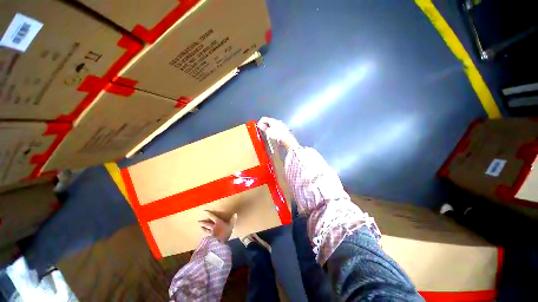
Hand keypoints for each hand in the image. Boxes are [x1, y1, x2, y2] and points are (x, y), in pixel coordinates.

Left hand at [199, 211, 237, 242]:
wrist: (220, 243)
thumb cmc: (226, 233)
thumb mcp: (231, 225)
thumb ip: (233, 220)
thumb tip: (235, 213)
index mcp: (218, 222)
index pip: (212, 217)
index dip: (209, 214)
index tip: (204, 211)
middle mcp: (213, 227)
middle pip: (207, 224)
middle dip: (203, 222)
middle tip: (199, 221)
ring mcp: (211, 233)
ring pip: (206, 230)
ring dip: (203, 228)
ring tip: (200, 227)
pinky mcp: (210, 239)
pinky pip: (207, 236)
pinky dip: (205, 236)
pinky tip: (204, 237)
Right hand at [257, 117, 298, 149]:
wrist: (287, 140)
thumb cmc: (277, 135)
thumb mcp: (268, 132)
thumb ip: (263, 127)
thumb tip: (259, 124)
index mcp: (273, 120)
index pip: (264, 118)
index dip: (260, 122)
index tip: (258, 127)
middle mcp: (278, 121)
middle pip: (269, 122)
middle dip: (265, 126)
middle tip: (262, 131)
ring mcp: (282, 125)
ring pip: (273, 126)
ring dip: (270, 129)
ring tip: (268, 134)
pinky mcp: (284, 130)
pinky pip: (277, 129)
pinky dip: (274, 131)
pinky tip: (274, 136)